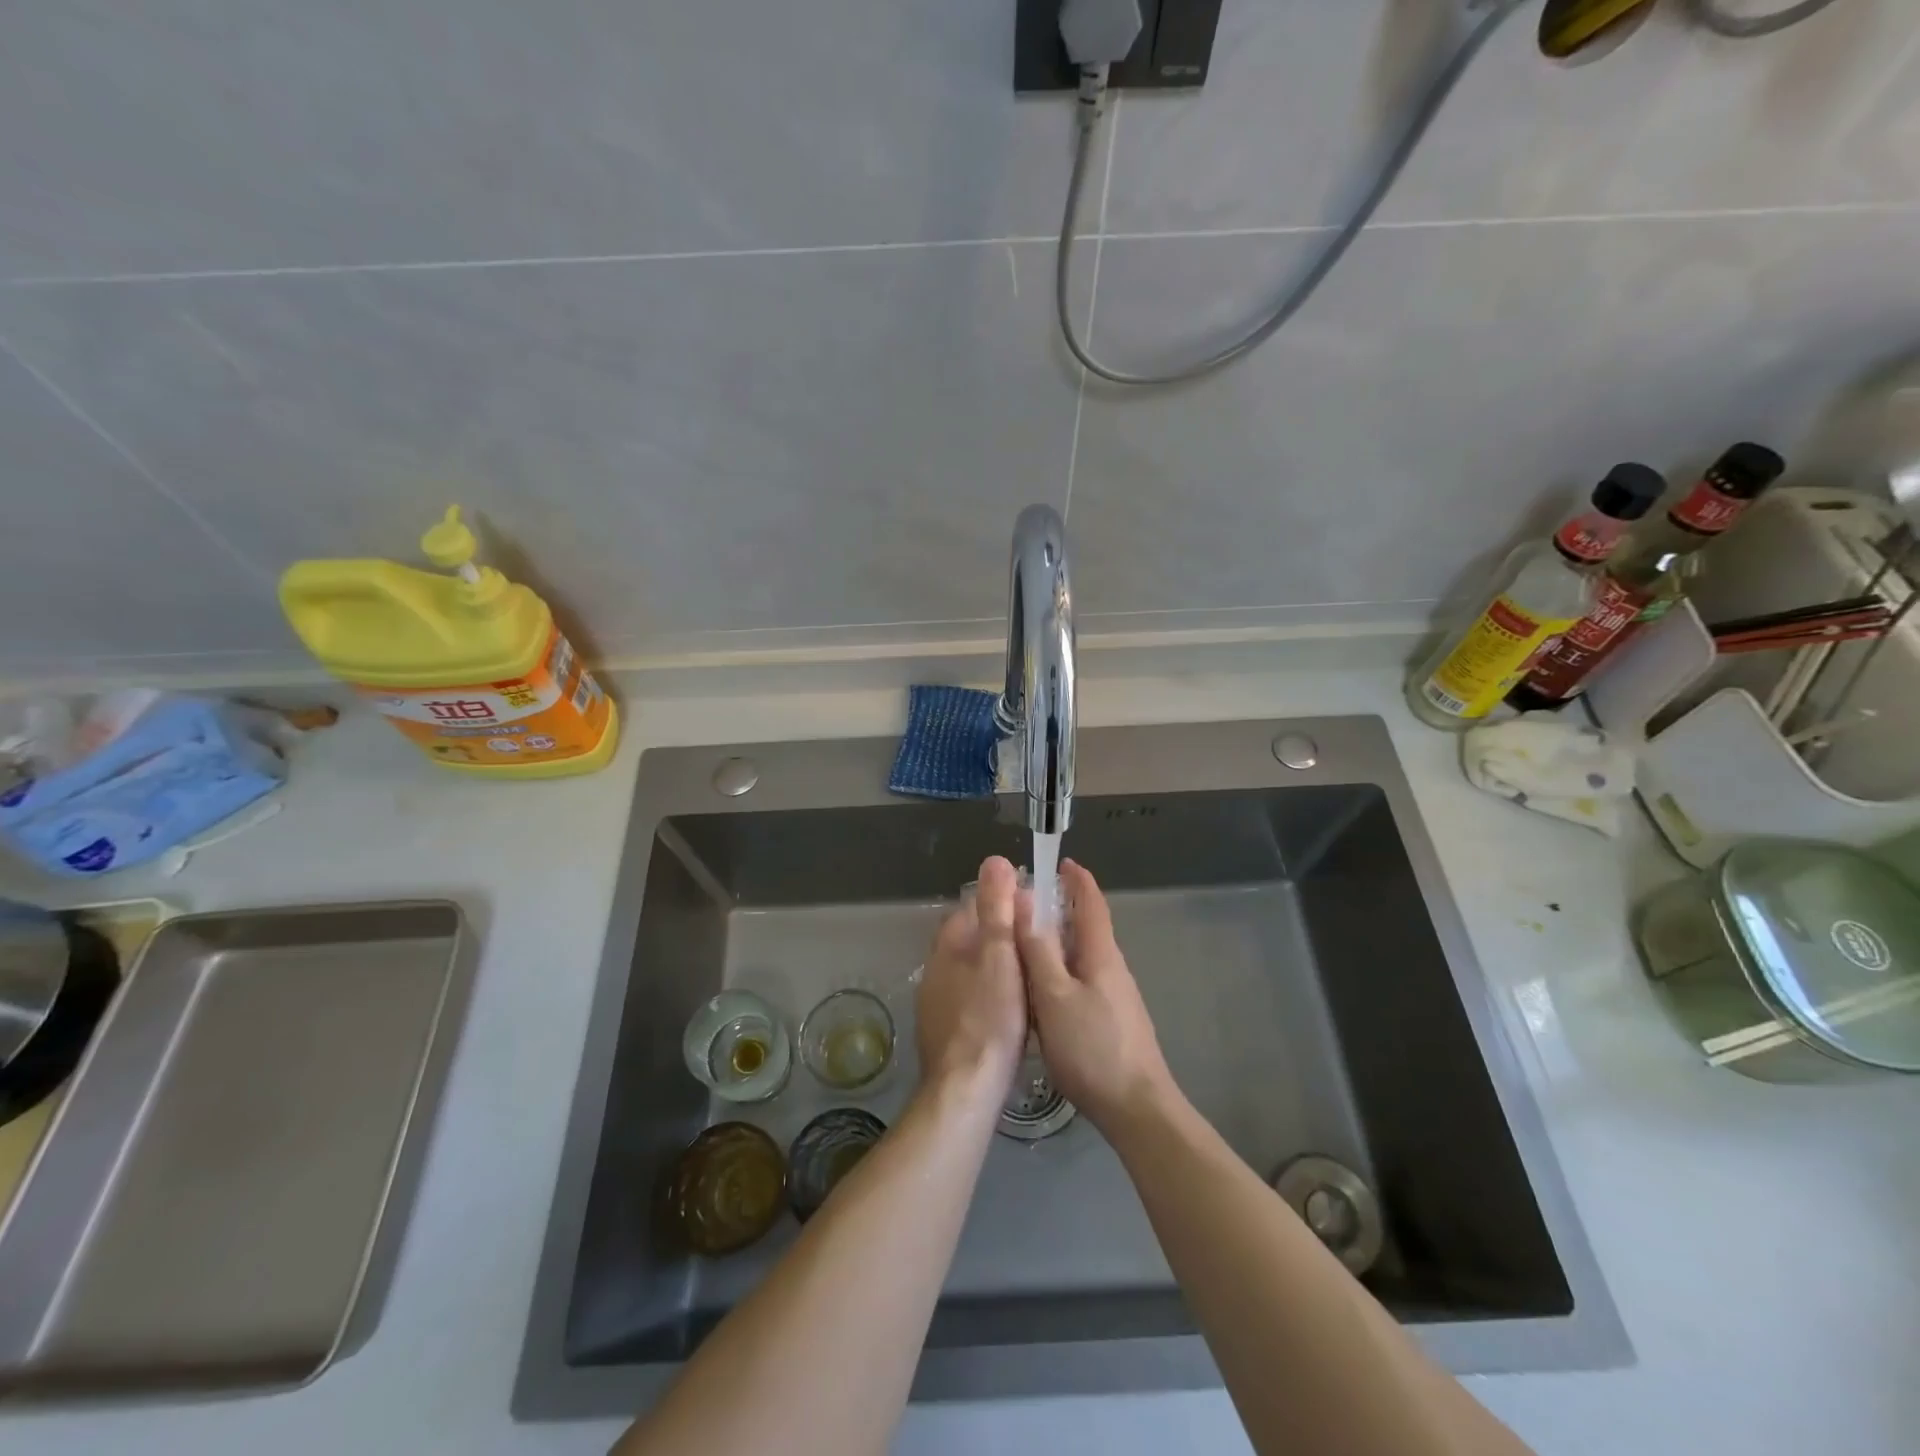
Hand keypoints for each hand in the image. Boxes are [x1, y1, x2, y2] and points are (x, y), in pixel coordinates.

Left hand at [917, 856, 1028, 1097]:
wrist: (965, 1091)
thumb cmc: (989, 1018)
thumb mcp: (999, 957)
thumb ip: (997, 910)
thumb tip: (995, 860)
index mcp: (946, 948)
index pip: (970, 909)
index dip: (1001, 903)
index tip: (1032, 908)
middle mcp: (935, 971)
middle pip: (971, 941)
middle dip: (1000, 936)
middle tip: (1038, 943)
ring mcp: (936, 1005)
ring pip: (971, 972)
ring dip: (996, 967)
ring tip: (1031, 975)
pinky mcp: (945, 1034)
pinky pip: (971, 1000)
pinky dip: (991, 996)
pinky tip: (1012, 1011)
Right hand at [1018, 859, 1176, 1133]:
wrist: (1136, 1108)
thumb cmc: (1092, 1047)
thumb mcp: (1054, 996)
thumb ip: (1038, 950)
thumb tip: (1026, 901)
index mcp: (1101, 954)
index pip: (1091, 903)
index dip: (1077, 879)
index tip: (1060, 861)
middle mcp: (1112, 967)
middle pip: (1087, 927)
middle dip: (1060, 909)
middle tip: (1024, 905)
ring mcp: (1115, 995)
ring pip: (1082, 956)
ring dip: (1058, 941)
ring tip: (1023, 944)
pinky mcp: (1111, 1020)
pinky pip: (1082, 979)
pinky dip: (1061, 969)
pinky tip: (1041, 989)